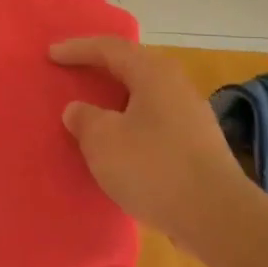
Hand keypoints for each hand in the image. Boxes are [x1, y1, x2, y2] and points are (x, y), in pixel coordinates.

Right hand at [50, 36, 244, 237]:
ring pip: (144, 96)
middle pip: (132, 67)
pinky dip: (129, 124)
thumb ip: (84, 118)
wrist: (217, 217)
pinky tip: (118, 143)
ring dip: (115, 99)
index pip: (111, 49)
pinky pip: (153, 122)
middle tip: (73, 71)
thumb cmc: (153, 168)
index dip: (78, 49)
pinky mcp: (196, 147)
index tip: (51, 54)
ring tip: (91, 108)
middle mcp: (176, 87)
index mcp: (154, 74)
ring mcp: (191, 117)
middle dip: (100, 68)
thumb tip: (79, 110)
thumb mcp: (103, 140)